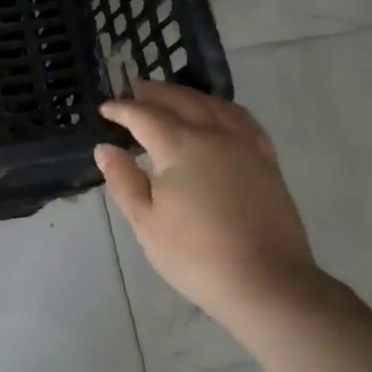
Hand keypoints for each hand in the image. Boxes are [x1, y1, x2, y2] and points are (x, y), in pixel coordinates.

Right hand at [94, 81, 321, 338]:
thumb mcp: (146, 222)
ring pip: (214, 105)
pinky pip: (243, 119)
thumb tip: (106, 148)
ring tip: (172, 95)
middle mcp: (214, 134)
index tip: (104, 109)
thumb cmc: (196, 255)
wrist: (267, 284)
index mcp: (180, 146)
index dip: (121, 110)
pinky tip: (218, 115)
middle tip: (135, 88)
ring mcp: (245, 145)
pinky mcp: (267, 162)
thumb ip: (123, 180)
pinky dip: (222, 108)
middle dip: (155, 92)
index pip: (144, 116)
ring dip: (188, 94)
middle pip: (181, 100)